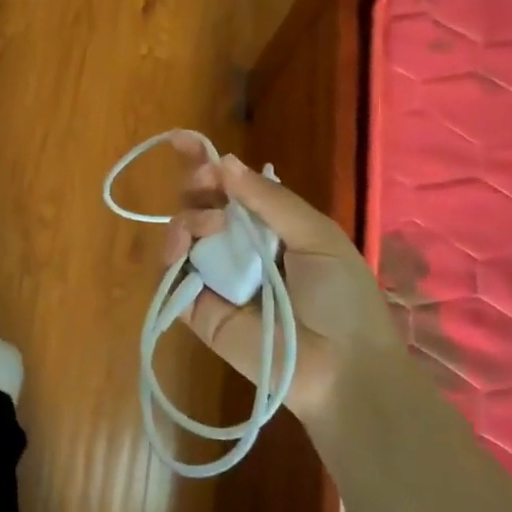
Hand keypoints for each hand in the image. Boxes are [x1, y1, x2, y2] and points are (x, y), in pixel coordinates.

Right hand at [162, 136, 399, 415]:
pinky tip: (179, 250)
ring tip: (202, 229)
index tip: (181, 141)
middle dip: (196, 186)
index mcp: (270, 224)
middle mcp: (239, 245)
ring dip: (187, 218)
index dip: (206, 162)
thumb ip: (270, 199)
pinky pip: (173, 272)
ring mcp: (216, 275)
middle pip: (202, 203)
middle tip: (202, 185)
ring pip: (184, 231)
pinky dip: (170, 254)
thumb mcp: (317, 236)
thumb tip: (224, 160)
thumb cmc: (341, 299)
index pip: (231, 186)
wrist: (340, 369)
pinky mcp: (198, 307)